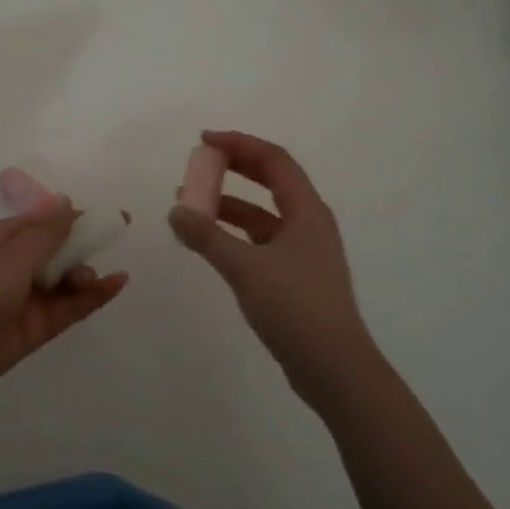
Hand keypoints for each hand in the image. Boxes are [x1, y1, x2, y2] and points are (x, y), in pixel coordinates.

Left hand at [0, 198, 127, 408]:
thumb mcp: (11, 256)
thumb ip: (46, 232)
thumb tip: (66, 200)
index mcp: (3, 238)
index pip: (45, 221)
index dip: (77, 217)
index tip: (112, 216)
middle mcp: (15, 265)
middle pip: (59, 249)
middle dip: (84, 245)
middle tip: (113, 242)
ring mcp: (25, 299)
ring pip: (66, 280)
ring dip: (84, 273)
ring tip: (88, 278)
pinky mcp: (34, 329)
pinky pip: (68, 308)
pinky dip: (91, 297)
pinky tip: (114, 285)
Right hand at [169, 131, 376, 405]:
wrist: (334, 368)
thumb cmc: (295, 307)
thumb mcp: (245, 268)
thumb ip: (207, 237)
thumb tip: (175, 210)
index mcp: (307, 210)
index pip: (273, 160)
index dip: (238, 144)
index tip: (203, 140)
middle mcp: (309, 223)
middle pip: (270, 181)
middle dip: (233, 169)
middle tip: (198, 164)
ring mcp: (304, 251)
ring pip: (262, 214)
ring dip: (229, 205)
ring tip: (190, 205)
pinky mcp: (295, 276)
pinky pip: (260, 241)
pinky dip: (234, 235)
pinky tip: (209, 243)